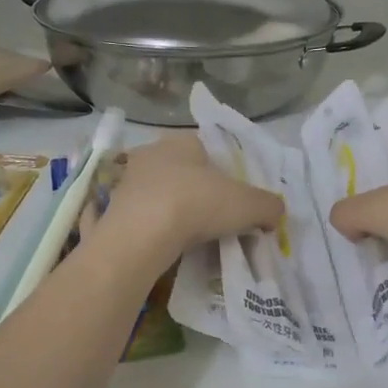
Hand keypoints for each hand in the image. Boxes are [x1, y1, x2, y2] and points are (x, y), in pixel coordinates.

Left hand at [94, 135, 283, 266]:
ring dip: (174, 211)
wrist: (139, 237)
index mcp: (182, 141)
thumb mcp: (247, 205)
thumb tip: (275, 213)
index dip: (224, 172)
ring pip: (160, 194)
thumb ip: (268, 206)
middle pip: (183, 171)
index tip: (234, 198)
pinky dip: (154, 229)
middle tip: (216, 218)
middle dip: (198, 192)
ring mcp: (127, 181)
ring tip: (192, 236)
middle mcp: (151, 153)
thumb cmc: (196, 204)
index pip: (207, 149)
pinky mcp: (112, 210)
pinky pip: (142, 217)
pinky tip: (167, 246)